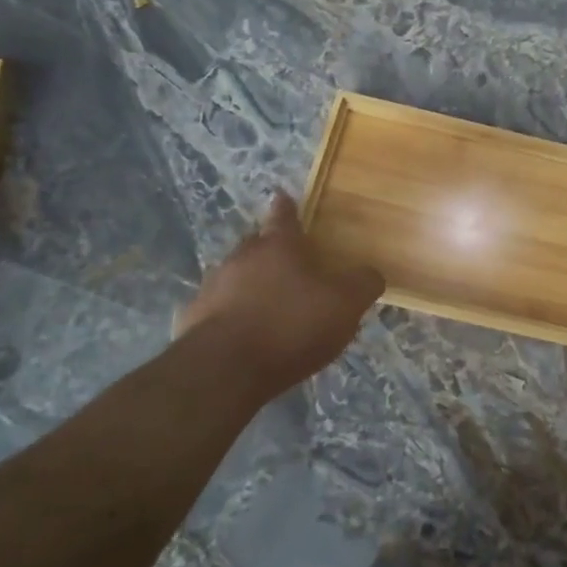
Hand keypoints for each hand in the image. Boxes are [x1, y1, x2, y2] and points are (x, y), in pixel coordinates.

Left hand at [174, 192, 384, 396]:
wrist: (224, 369)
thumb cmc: (291, 325)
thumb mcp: (345, 305)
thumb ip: (363, 285)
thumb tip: (371, 273)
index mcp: (278, 246)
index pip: (284, 217)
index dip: (287, 208)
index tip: (283, 196)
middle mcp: (241, 258)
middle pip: (257, 244)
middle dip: (270, 248)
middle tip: (286, 259)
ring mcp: (213, 288)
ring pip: (236, 276)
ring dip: (251, 284)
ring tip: (270, 303)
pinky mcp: (195, 320)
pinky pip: (221, 309)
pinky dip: (235, 314)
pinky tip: (248, 333)